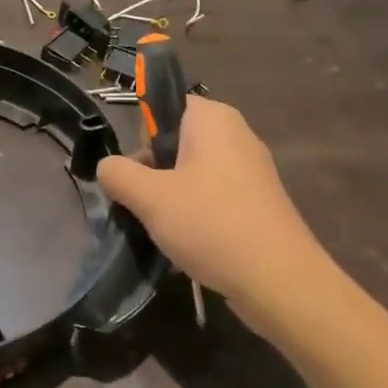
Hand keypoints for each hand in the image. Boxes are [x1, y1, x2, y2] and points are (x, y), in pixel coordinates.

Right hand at [97, 97, 330, 334]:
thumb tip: (108, 167)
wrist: (280, 282)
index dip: (142, 135)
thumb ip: (118, 174)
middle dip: (153, 171)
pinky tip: (188, 244)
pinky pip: (213, 196)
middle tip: (145, 204)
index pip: (163, 105)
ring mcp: (251, 170)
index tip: (136, 170)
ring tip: (163, 229)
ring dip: (171, 197)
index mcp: (213, 118)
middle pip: (176, 141)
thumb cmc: (211, 224)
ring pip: (192, 172)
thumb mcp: (150, 197)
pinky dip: (196, 214)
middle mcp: (236, 134)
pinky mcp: (258, 203)